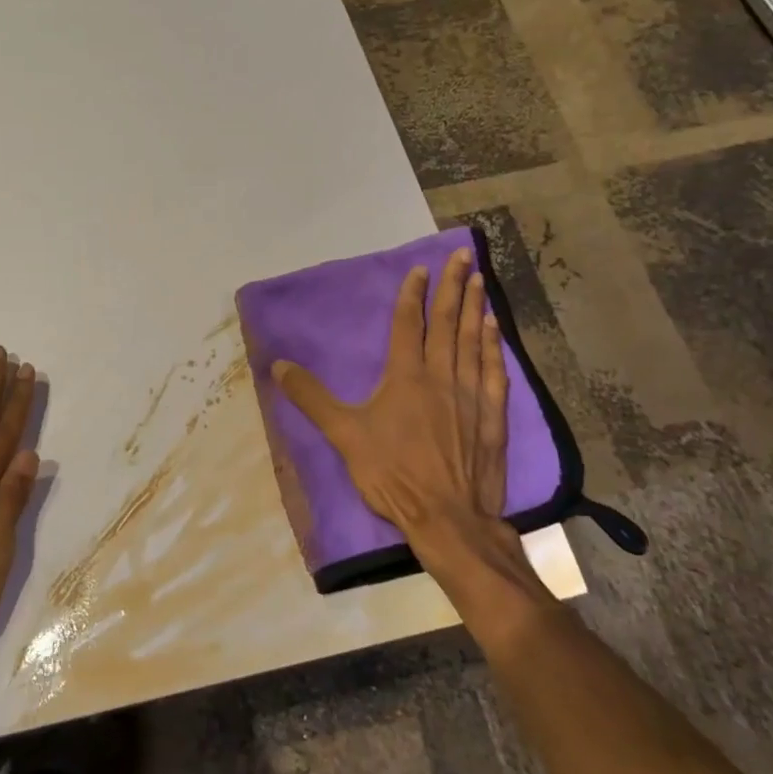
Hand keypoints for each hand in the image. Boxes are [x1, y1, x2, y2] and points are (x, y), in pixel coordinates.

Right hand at [271, 247, 550, 623]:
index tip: (419, 270)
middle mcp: (441, 376)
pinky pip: (493, 370)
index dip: (412, 295)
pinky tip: (496, 328)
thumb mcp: (343, 435)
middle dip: (452, 286)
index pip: (409, 324)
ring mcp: (471, 394)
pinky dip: (494, 345)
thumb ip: (312, 398)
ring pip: (474, 340)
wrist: (447, 518)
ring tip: (479, 279)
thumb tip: (277, 364)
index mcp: (406, 377)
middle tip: (460, 256)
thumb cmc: (392, 474)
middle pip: (447, 322)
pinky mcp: (493, 416)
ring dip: (476, 307)